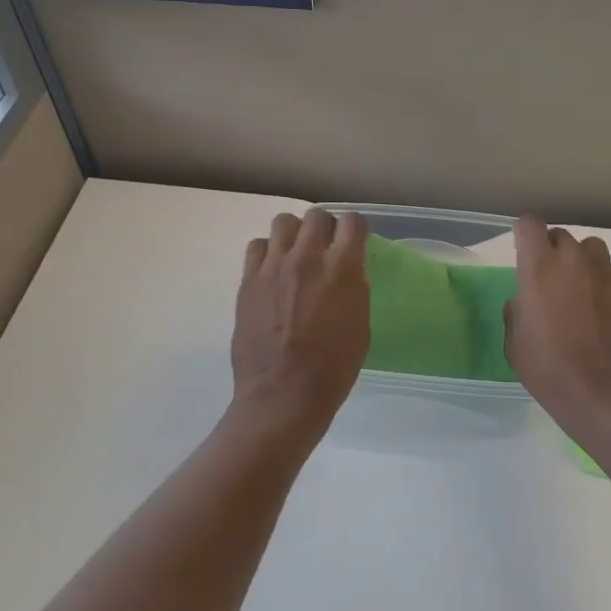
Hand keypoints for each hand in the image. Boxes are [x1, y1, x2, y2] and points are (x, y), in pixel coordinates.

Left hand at [230, 208, 370, 438]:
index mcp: (342, 269)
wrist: (282, 395)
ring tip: (296, 255)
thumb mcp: (361, 329)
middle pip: (316, 215)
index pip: (352, 222)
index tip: (354, 241)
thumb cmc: (332, 369)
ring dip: (295, 234)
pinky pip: (257, 246)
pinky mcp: (248, 280)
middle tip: (326, 248)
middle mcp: (307, 257)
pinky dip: (268, 252)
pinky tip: (273, 271)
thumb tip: (349, 274)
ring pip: (283, 222)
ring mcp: (273, 266)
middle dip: (325, 227)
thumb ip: (356, 292)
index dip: (355, 228)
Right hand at [505, 216, 610, 444]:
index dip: (525, 234)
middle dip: (552, 250)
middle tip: (548, 278)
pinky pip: (610, 276)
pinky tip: (598, 313)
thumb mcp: (515, 343)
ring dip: (581, 261)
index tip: (522, 252)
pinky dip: (601, 285)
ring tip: (577, 288)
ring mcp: (606, 275)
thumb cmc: (548, 368)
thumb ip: (517, 312)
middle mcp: (573, 261)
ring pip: (591, 249)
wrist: (604, 394)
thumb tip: (523, 303)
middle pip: (562, 235)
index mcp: (539, 267)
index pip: (530, 224)